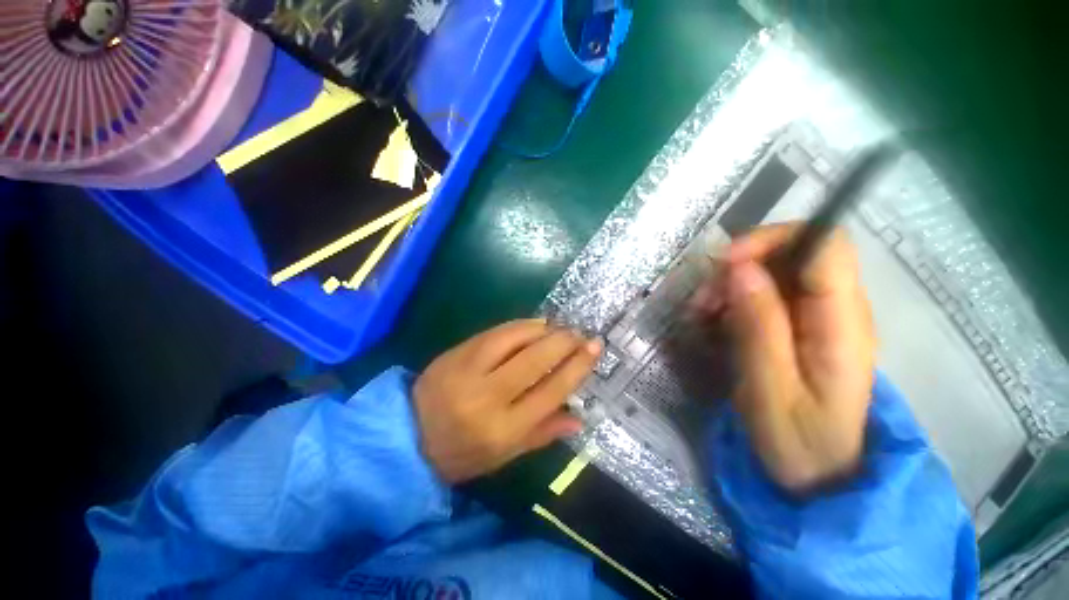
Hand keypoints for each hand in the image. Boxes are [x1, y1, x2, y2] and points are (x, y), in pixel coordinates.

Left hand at [414, 320, 600, 482]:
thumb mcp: (504, 456)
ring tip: (559, 328)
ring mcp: (468, 368)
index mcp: (502, 429)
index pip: (550, 391)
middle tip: (580, 334)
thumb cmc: (461, 453)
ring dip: (544, 329)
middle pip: (536, 359)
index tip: (594, 348)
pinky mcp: (457, 351)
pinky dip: (521, 326)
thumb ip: (542, 434)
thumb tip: (578, 418)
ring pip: (515, 338)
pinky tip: (534, 325)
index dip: (577, 366)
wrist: (407, 435)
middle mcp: (487, 395)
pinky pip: (496, 331)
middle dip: (564, 341)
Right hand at [698, 224, 875, 495]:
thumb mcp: (769, 389)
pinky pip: (767, 294)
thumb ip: (759, 326)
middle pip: (796, 252)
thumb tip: (740, 269)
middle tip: (705, 300)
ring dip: (732, 284)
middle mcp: (840, 310)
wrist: (824, 477)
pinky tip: (715, 322)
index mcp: (842, 324)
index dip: (773, 239)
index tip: (725, 263)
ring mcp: (821, 317)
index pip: (825, 245)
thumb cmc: (799, 442)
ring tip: (703, 315)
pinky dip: (735, 300)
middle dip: (742, 265)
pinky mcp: (803, 327)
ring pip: (776, 272)